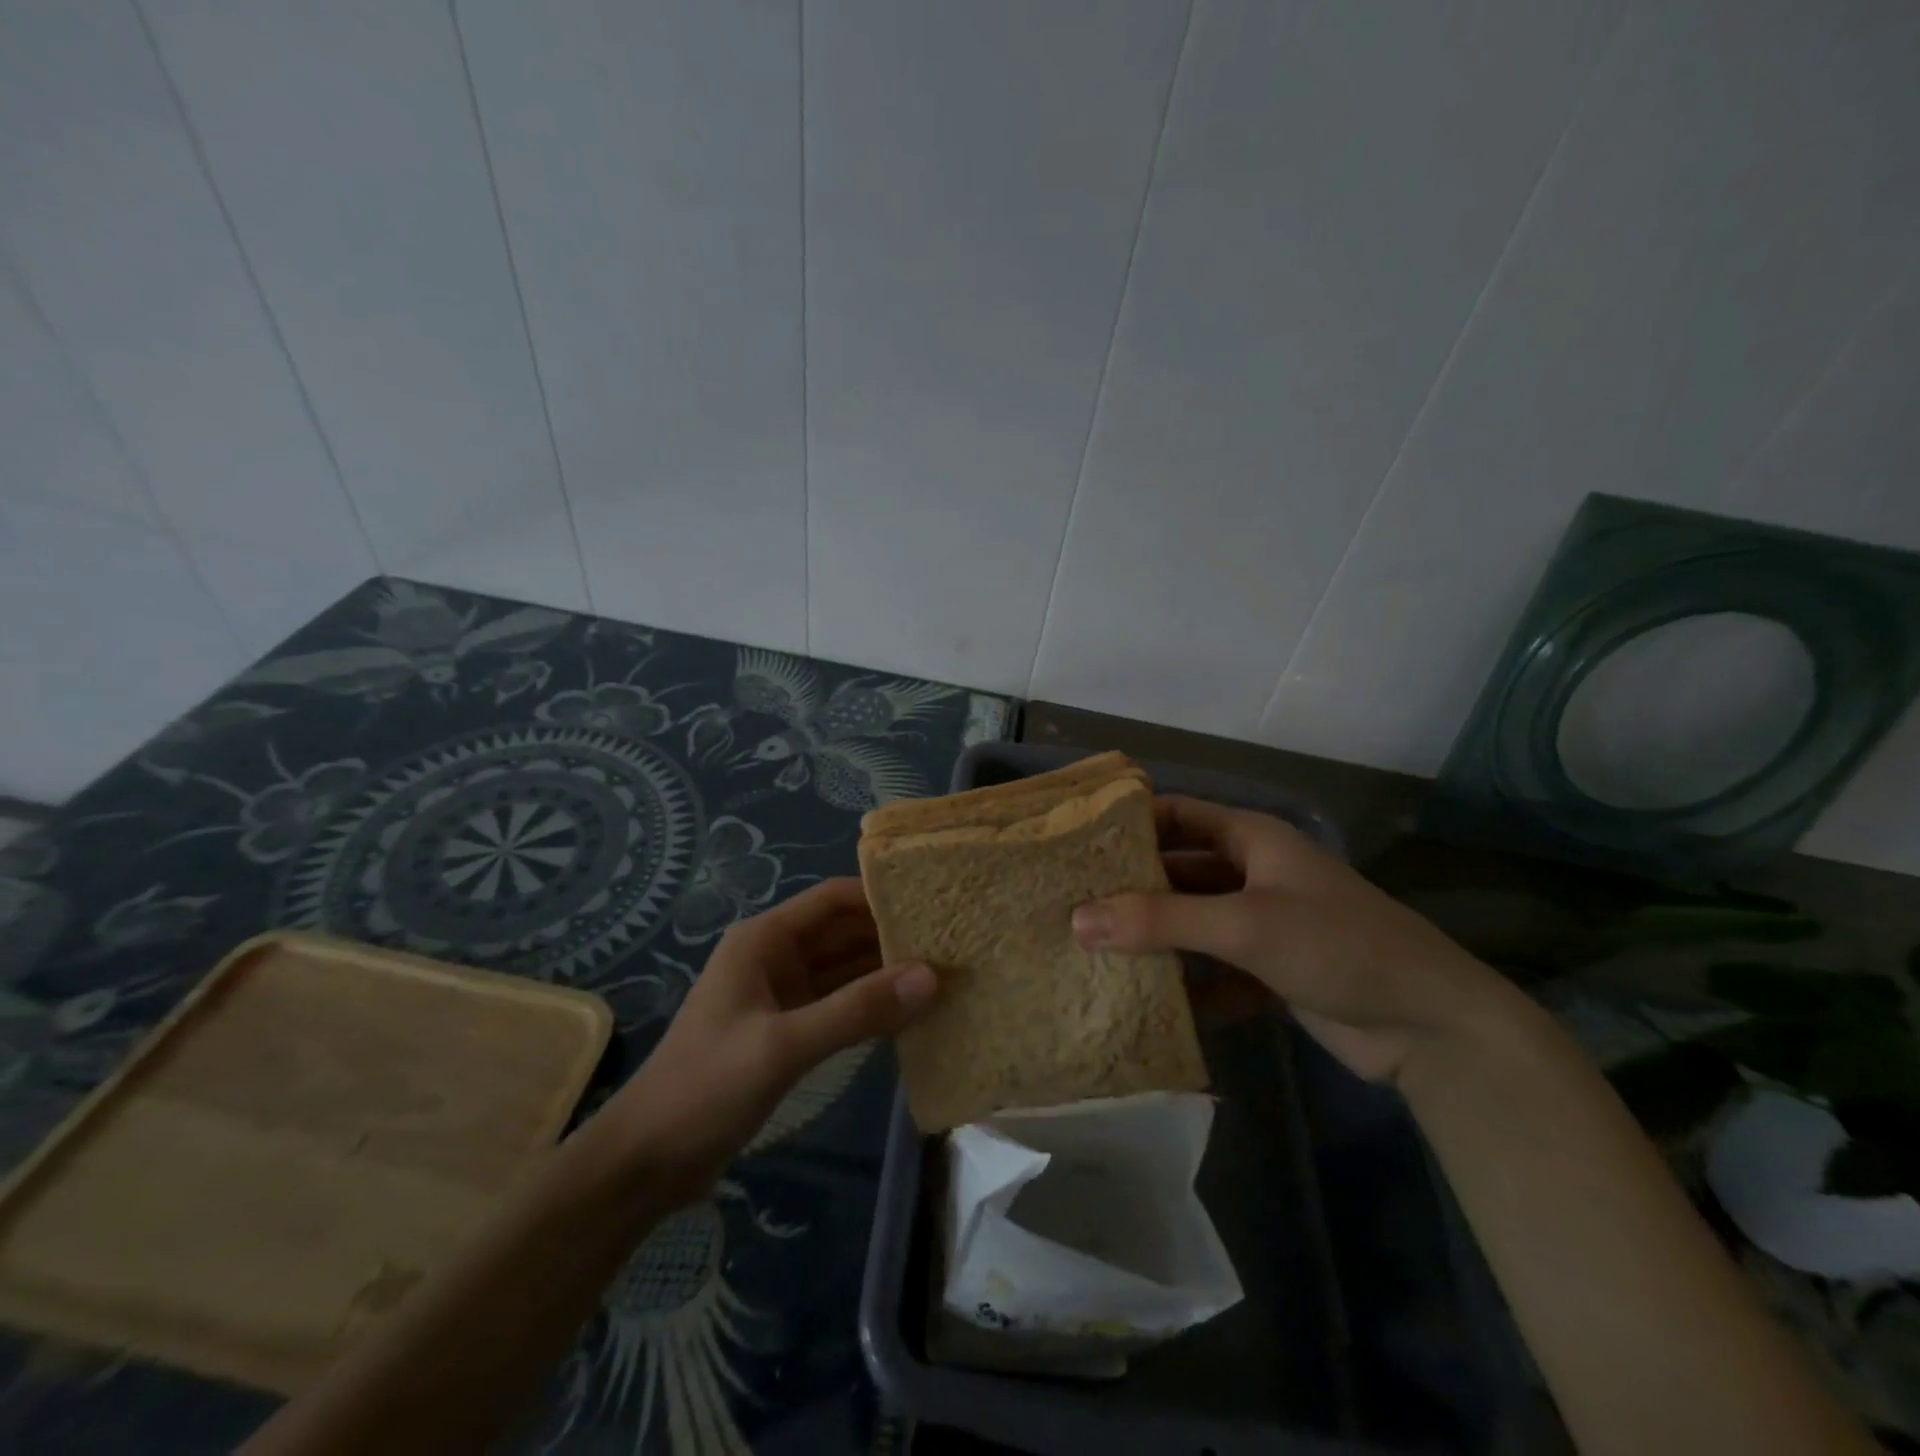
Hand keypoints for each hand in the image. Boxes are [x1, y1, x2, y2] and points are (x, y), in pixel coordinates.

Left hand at [600, 879, 935, 1201]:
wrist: (647, 1161)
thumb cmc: (706, 1086)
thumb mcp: (783, 1045)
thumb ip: (856, 1010)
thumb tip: (931, 977)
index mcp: (764, 940)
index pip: (832, 899)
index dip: (879, 896)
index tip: (933, 903)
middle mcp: (776, 957)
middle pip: (844, 932)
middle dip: (892, 935)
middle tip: (953, 942)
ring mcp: (783, 995)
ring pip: (845, 970)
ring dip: (886, 972)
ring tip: (945, 972)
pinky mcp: (789, 1031)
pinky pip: (840, 1005)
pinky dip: (871, 1005)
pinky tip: (911, 1012)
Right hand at [1072, 795, 1508, 1083]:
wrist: (1431, 1027)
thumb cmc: (1337, 946)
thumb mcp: (1244, 925)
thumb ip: (1160, 921)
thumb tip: (1076, 920)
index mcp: (1251, 839)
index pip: (1176, 815)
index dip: (1129, 823)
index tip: (1075, 843)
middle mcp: (1252, 874)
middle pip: (1177, 871)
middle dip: (1130, 888)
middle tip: (1070, 905)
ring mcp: (1261, 924)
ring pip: (1191, 922)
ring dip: (1152, 937)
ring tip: (1090, 951)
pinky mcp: (1268, 971)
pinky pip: (1211, 967)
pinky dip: (1184, 981)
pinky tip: (1141, 998)